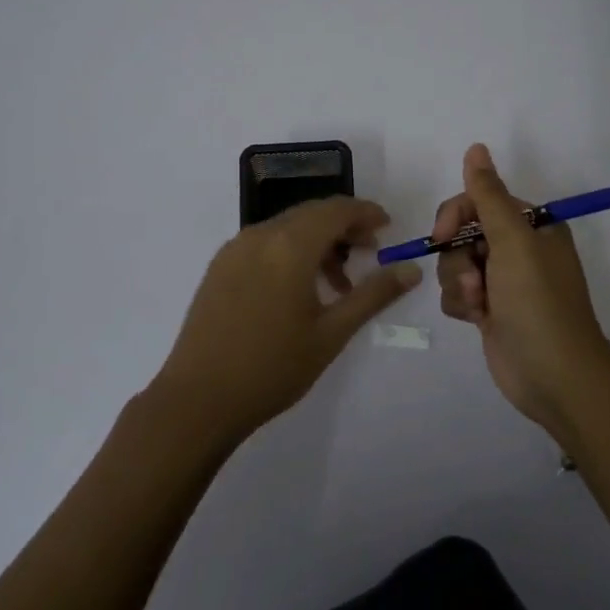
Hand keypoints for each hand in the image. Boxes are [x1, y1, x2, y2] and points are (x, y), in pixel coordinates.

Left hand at [151, 197, 421, 446]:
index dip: (365, 212)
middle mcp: (260, 235)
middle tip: (369, 252)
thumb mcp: (331, 333)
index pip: (336, 209)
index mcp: (290, 245)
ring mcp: (234, 249)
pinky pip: (264, 243)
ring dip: (317, 241)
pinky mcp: (219, 266)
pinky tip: (299, 289)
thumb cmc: (272, 367)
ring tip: (339, 283)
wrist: (198, 399)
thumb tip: (411, 270)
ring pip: (287, 228)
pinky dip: (290, 251)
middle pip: (311, 213)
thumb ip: (373, 295)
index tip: (387, 227)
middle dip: (344, 226)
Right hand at [434, 144, 609, 434]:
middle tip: (475, 279)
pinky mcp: (490, 309)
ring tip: (480, 305)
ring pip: (455, 264)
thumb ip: (488, 195)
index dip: (456, 216)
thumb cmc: (538, 302)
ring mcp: (503, 280)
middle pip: (462, 233)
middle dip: (459, 257)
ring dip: (460, 283)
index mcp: (532, 225)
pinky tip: (478, 320)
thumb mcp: (514, 242)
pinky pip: (458, 292)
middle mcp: (518, 248)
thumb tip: (476, 147)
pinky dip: (462, 303)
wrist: (553, 377)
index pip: (479, 201)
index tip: (443, 236)